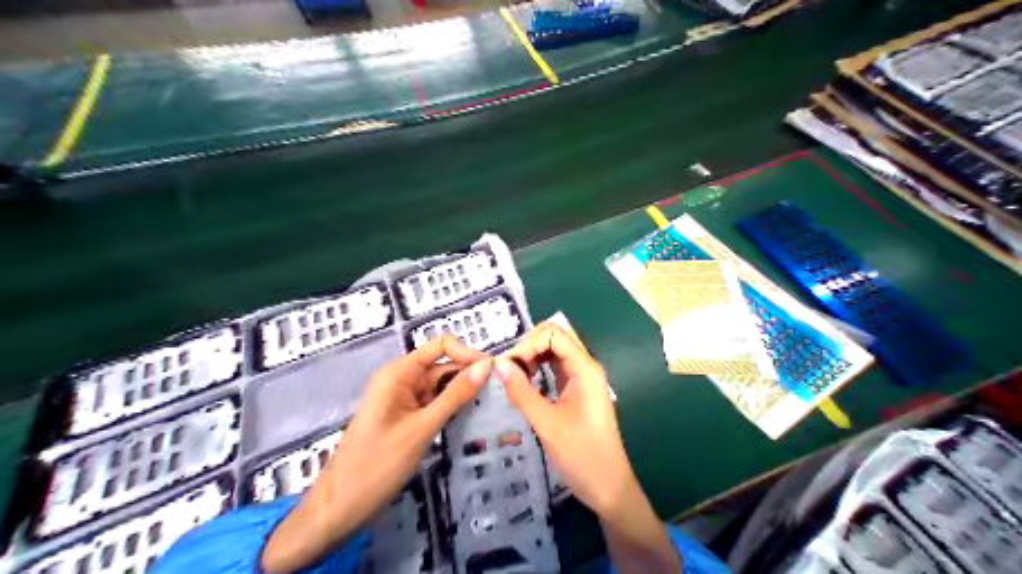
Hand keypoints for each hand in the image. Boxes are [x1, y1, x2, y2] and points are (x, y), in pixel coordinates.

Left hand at [261, 337, 490, 573]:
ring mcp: (404, 399)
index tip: (493, 372)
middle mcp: (401, 379)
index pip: (441, 346)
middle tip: (500, 392)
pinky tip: (472, 417)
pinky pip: (434, 403)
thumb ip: (455, 396)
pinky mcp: (406, 417)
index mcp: (399, 373)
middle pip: (443, 365)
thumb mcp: (422, 428)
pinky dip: (452, 408)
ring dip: (463, 393)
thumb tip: (485, 367)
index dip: (467, 354)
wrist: (340, 506)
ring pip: (441, 386)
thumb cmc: (377, 464)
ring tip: (493, 405)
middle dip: (469, 375)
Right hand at [501, 324, 681, 573]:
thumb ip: (522, 392)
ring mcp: (582, 380)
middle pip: (553, 339)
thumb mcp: (547, 424)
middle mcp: (585, 368)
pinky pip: (555, 370)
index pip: (553, 334)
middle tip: (506, 370)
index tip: (506, 365)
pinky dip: (537, 371)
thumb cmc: (581, 455)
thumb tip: (499, 364)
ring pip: (553, 354)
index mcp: (585, 369)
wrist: (608, 487)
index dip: (527, 343)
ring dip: (531, 359)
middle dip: (527, 348)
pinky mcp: (577, 392)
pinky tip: (524, 384)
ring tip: (511, 377)